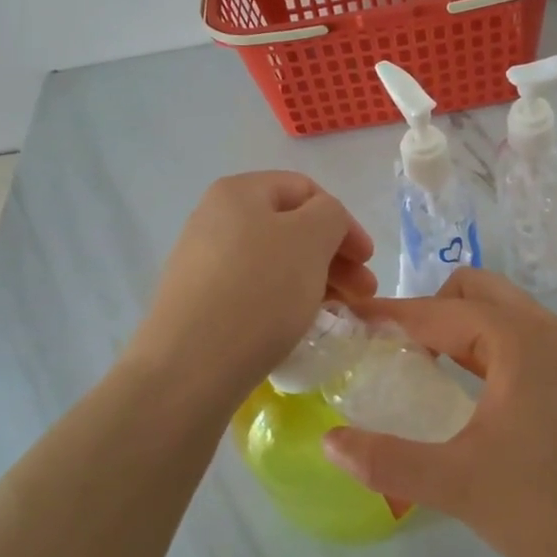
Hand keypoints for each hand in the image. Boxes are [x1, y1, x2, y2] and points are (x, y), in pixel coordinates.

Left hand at [131, 172, 374, 399]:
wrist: (190, 366)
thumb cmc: (259, 290)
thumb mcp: (311, 239)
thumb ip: (330, 215)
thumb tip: (323, 223)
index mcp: (239, 192)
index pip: (306, 190)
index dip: (344, 221)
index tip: (367, 260)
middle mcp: (215, 219)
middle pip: (290, 227)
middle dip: (334, 256)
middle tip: (363, 292)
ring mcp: (203, 262)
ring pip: (275, 261)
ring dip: (315, 279)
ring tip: (339, 311)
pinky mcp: (199, 302)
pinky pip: (254, 289)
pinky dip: (285, 299)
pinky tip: (300, 324)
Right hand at [321, 268, 556, 556]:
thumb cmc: (543, 509)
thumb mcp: (455, 484)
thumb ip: (385, 459)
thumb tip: (328, 440)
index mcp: (520, 341)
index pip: (439, 312)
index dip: (390, 315)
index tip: (349, 320)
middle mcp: (547, 330)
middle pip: (473, 291)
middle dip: (427, 309)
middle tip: (390, 349)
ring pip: (498, 311)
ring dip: (456, 325)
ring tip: (418, 365)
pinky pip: (517, 336)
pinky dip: (481, 343)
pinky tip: (463, 386)